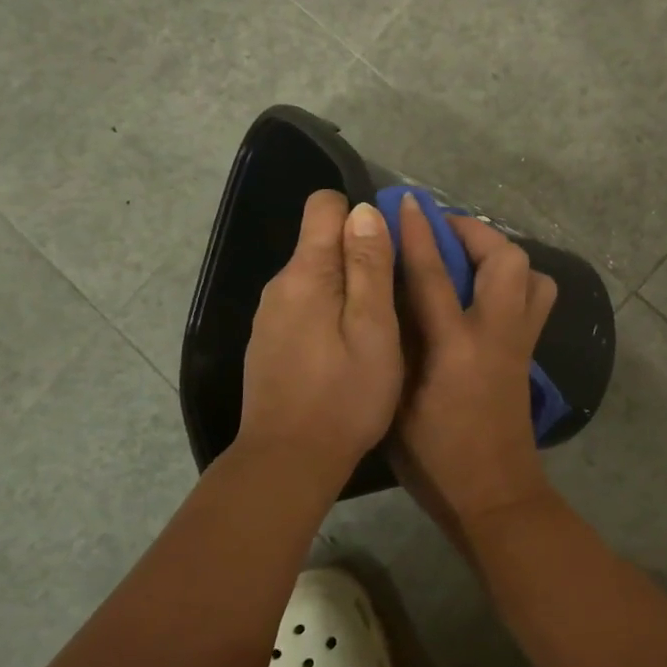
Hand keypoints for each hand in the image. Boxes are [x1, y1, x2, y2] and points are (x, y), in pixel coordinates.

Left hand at [238, 191, 401, 484]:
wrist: (288, 461)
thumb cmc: (344, 396)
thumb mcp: (374, 328)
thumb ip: (370, 265)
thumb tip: (364, 209)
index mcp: (306, 273)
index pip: (325, 205)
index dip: (362, 215)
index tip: (390, 250)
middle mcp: (280, 285)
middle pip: (322, 242)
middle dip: (361, 257)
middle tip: (396, 298)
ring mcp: (270, 316)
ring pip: (317, 279)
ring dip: (348, 290)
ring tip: (377, 330)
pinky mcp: (270, 343)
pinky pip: (305, 308)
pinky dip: (330, 315)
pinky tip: (346, 353)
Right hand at [394, 194, 558, 530]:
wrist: (495, 496)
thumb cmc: (435, 458)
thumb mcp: (398, 402)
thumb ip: (397, 345)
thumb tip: (390, 297)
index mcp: (455, 348)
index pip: (434, 274)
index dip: (418, 232)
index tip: (407, 201)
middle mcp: (496, 335)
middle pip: (506, 261)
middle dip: (476, 233)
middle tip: (444, 232)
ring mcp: (520, 344)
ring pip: (533, 277)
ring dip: (502, 256)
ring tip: (469, 261)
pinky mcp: (529, 356)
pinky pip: (533, 300)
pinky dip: (513, 282)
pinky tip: (482, 296)